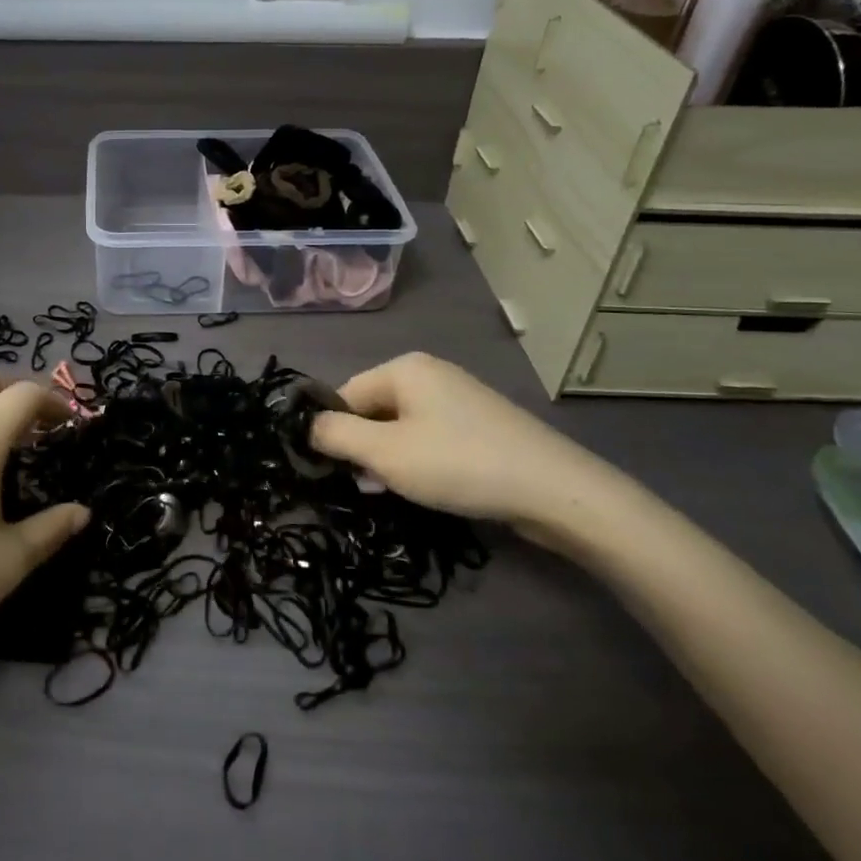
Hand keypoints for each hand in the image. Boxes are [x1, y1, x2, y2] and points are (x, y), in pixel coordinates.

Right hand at [309, 353, 623, 531]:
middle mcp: (430, 373)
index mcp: (404, 368)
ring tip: (396, 493)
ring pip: (402, 427)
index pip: (346, 394)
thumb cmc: (458, 464)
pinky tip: (428, 488)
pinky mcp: (480, 425)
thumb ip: (336, 436)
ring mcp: (459, 398)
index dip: (335, 433)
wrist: (555, 491)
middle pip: (374, 409)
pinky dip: (419, 460)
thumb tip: (306, 425)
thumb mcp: (385, 454)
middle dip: (364, 449)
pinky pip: (431, 437)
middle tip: (368, 487)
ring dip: (390, 459)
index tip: (336, 472)